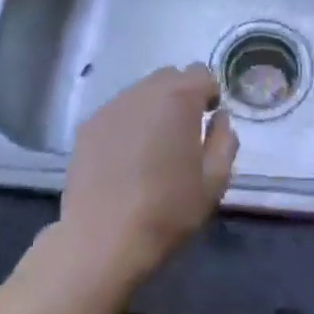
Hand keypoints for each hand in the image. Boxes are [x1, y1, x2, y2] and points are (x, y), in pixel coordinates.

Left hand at [58, 64, 238, 287]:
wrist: (100, 240)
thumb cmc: (165, 211)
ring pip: (141, 93)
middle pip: (169, 77)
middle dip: (181, 95)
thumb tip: (219, 118)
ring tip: (152, 146)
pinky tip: (125, 158)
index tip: (208, 120)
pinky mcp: (88, 125)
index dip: (209, 93)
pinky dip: (127, 124)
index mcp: (179, 98)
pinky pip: (117, 112)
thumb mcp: (213, 183)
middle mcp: (144, 91)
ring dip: (153, 108)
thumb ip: (224, 141)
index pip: (201, 73)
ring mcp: (112, 106)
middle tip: (182, 132)